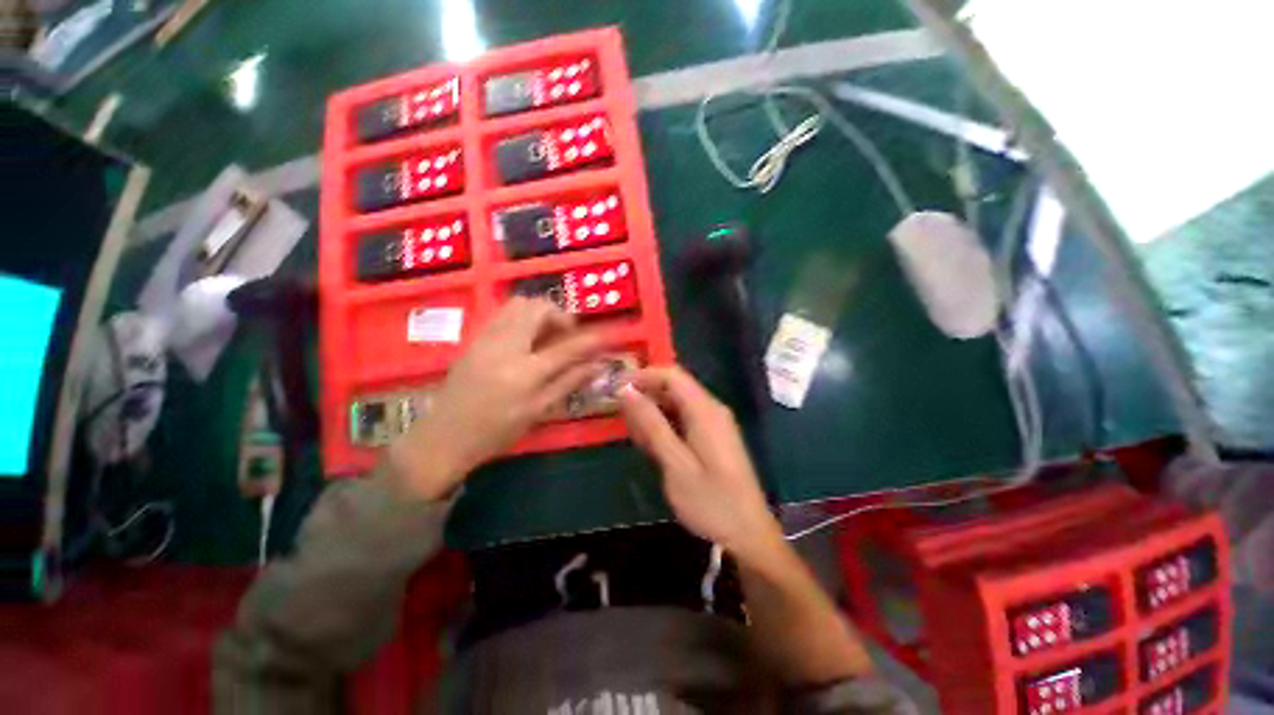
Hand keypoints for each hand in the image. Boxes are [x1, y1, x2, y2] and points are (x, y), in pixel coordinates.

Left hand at [389, 297, 603, 499]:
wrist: (444, 436)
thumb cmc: (496, 431)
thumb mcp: (538, 411)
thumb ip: (569, 383)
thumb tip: (598, 366)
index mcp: (525, 372)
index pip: (567, 347)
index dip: (590, 339)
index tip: (606, 335)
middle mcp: (505, 346)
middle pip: (538, 308)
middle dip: (560, 315)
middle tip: (567, 334)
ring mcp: (486, 338)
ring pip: (518, 304)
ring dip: (540, 312)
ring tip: (547, 334)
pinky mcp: (475, 338)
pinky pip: (503, 313)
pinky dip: (522, 317)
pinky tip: (526, 338)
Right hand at [618, 366, 782, 561]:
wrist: (749, 535)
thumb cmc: (711, 501)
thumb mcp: (675, 463)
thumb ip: (651, 424)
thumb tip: (627, 391)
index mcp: (705, 410)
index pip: (672, 374)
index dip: (643, 376)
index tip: (616, 389)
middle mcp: (712, 409)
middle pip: (674, 387)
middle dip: (646, 396)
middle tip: (621, 418)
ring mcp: (715, 423)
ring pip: (677, 404)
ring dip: (653, 414)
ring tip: (634, 437)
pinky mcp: (713, 437)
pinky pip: (685, 420)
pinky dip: (665, 426)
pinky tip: (653, 446)